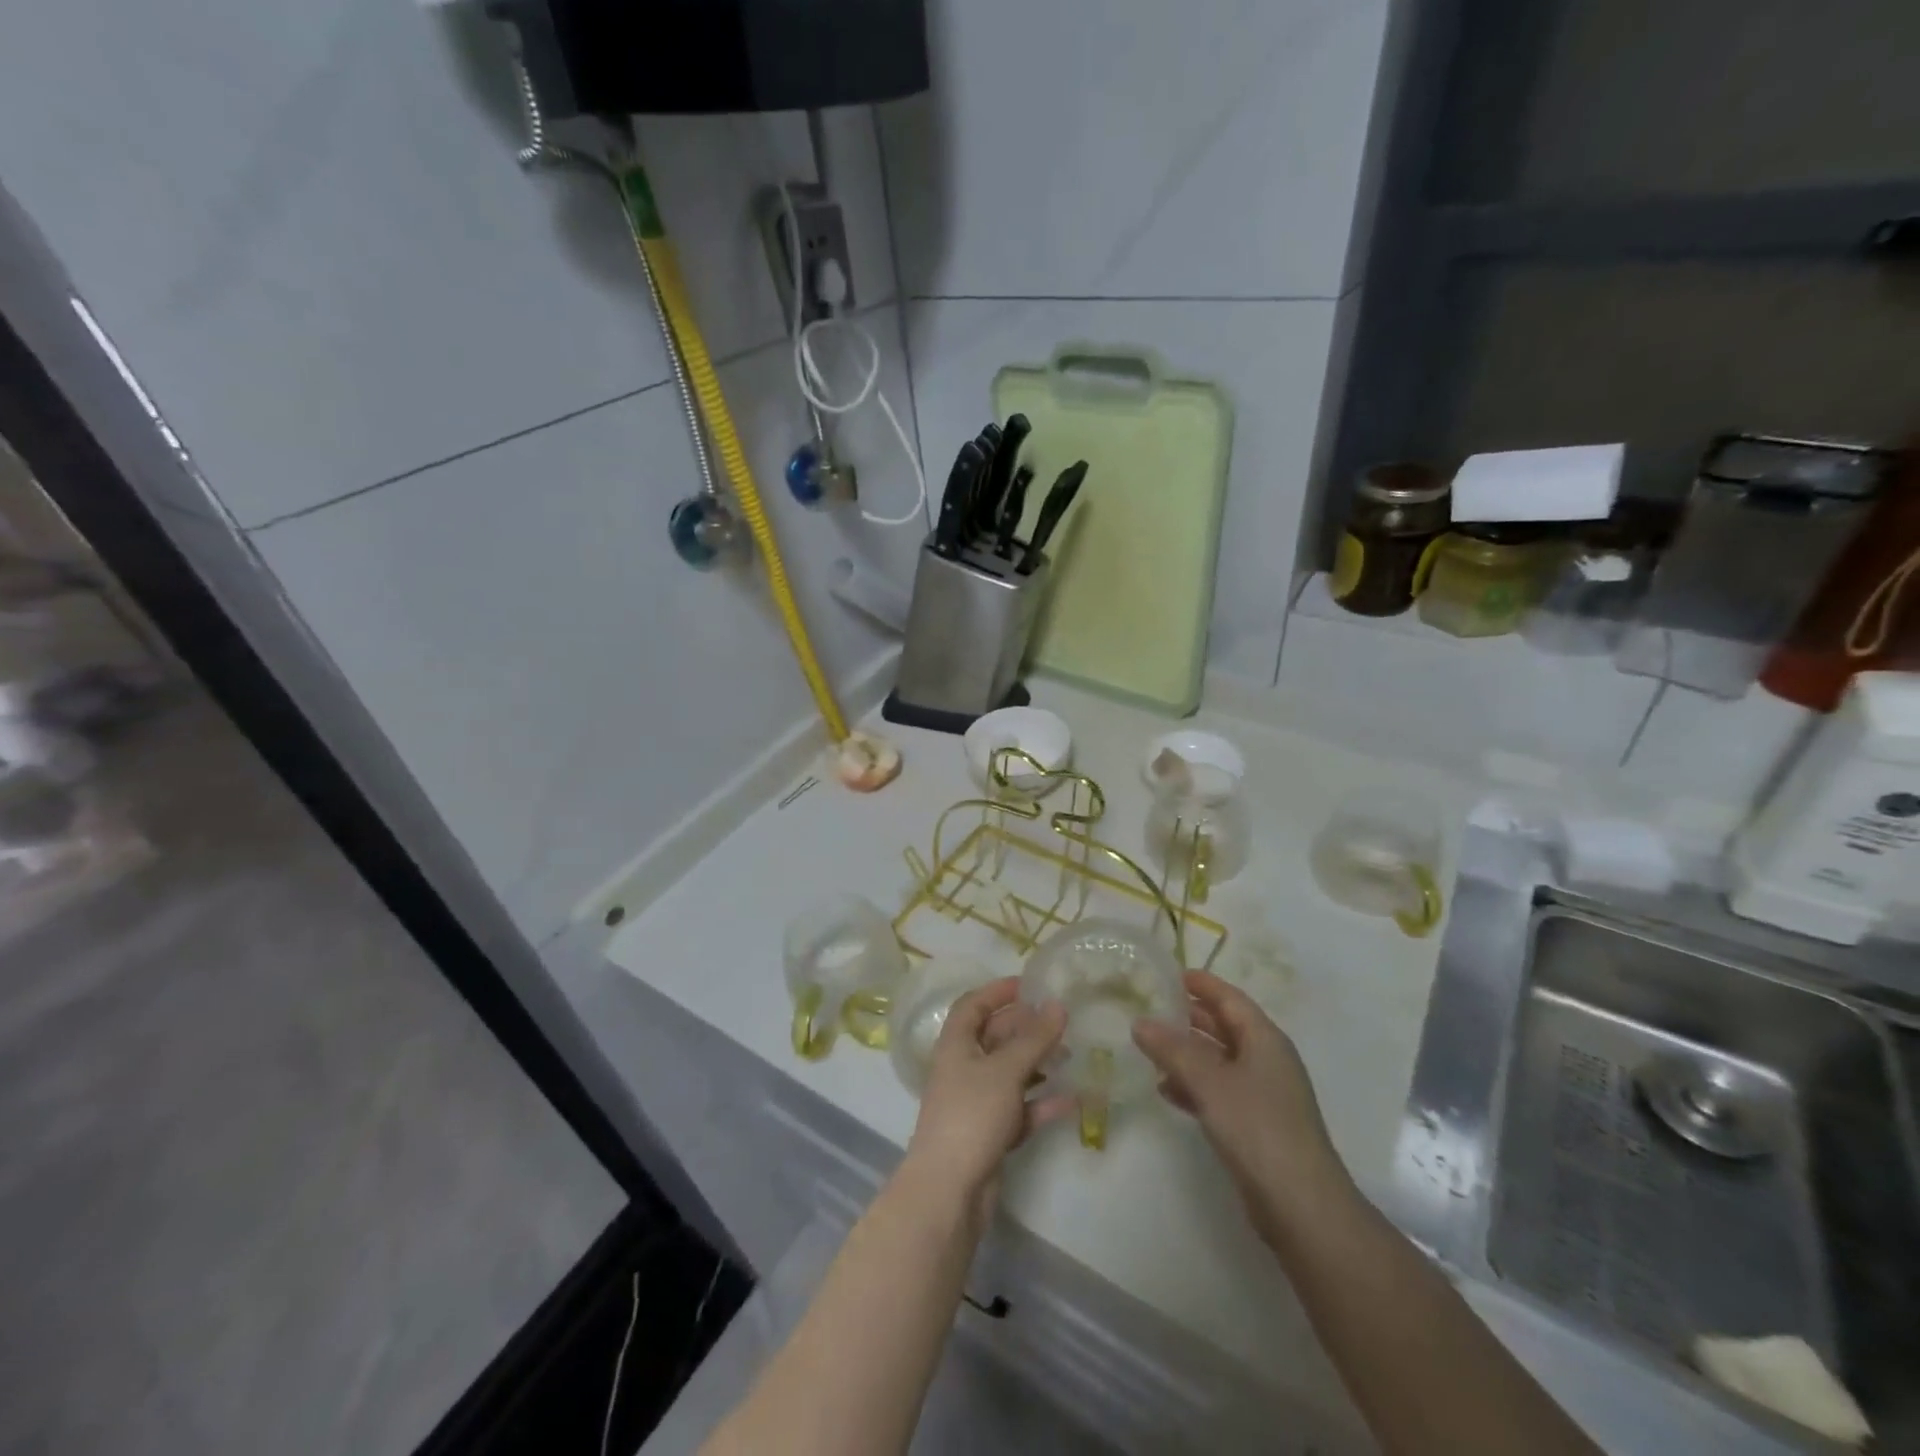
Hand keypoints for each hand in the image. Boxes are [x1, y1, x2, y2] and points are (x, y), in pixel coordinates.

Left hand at [905, 979, 1068, 1215]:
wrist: (949, 1191)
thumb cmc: (971, 1115)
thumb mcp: (1006, 1070)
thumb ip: (1034, 1038)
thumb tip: (1058, 1004)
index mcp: (955, 1045)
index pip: (973, 1005)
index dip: (997, 992)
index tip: (1029, 985)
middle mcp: (963, 1068)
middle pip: (994, 1038)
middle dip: (1025, 1028)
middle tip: (1060, 1021)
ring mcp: (976, 1103)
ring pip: (1009, 1073)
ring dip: (1037, 1064)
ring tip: (1070, 1056)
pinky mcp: (990, 1133)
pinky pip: (1019, 1108)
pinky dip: (1042, 1103)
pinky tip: (1073, 1100)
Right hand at [1133, 971, 1354, 1245]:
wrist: (1302, 1206)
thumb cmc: (1258, 1128)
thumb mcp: (1209, 1082)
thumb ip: (1173, 1050)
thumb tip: (1140, 1022)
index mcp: (1265, 1040)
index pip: (1230, 999)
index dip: (1202, 984)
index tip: (1170, 974)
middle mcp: (1267, 1060)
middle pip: (1225, 1027)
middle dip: (1190, 1017)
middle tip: (1151, 1007)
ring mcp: (1263, 1094)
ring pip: (1219, 1060)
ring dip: (1187, 1053)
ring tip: (1148, 1047)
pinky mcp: (1255, 1125)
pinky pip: (1218, 1090)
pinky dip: (1193, 1085)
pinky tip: (1164, 1090)